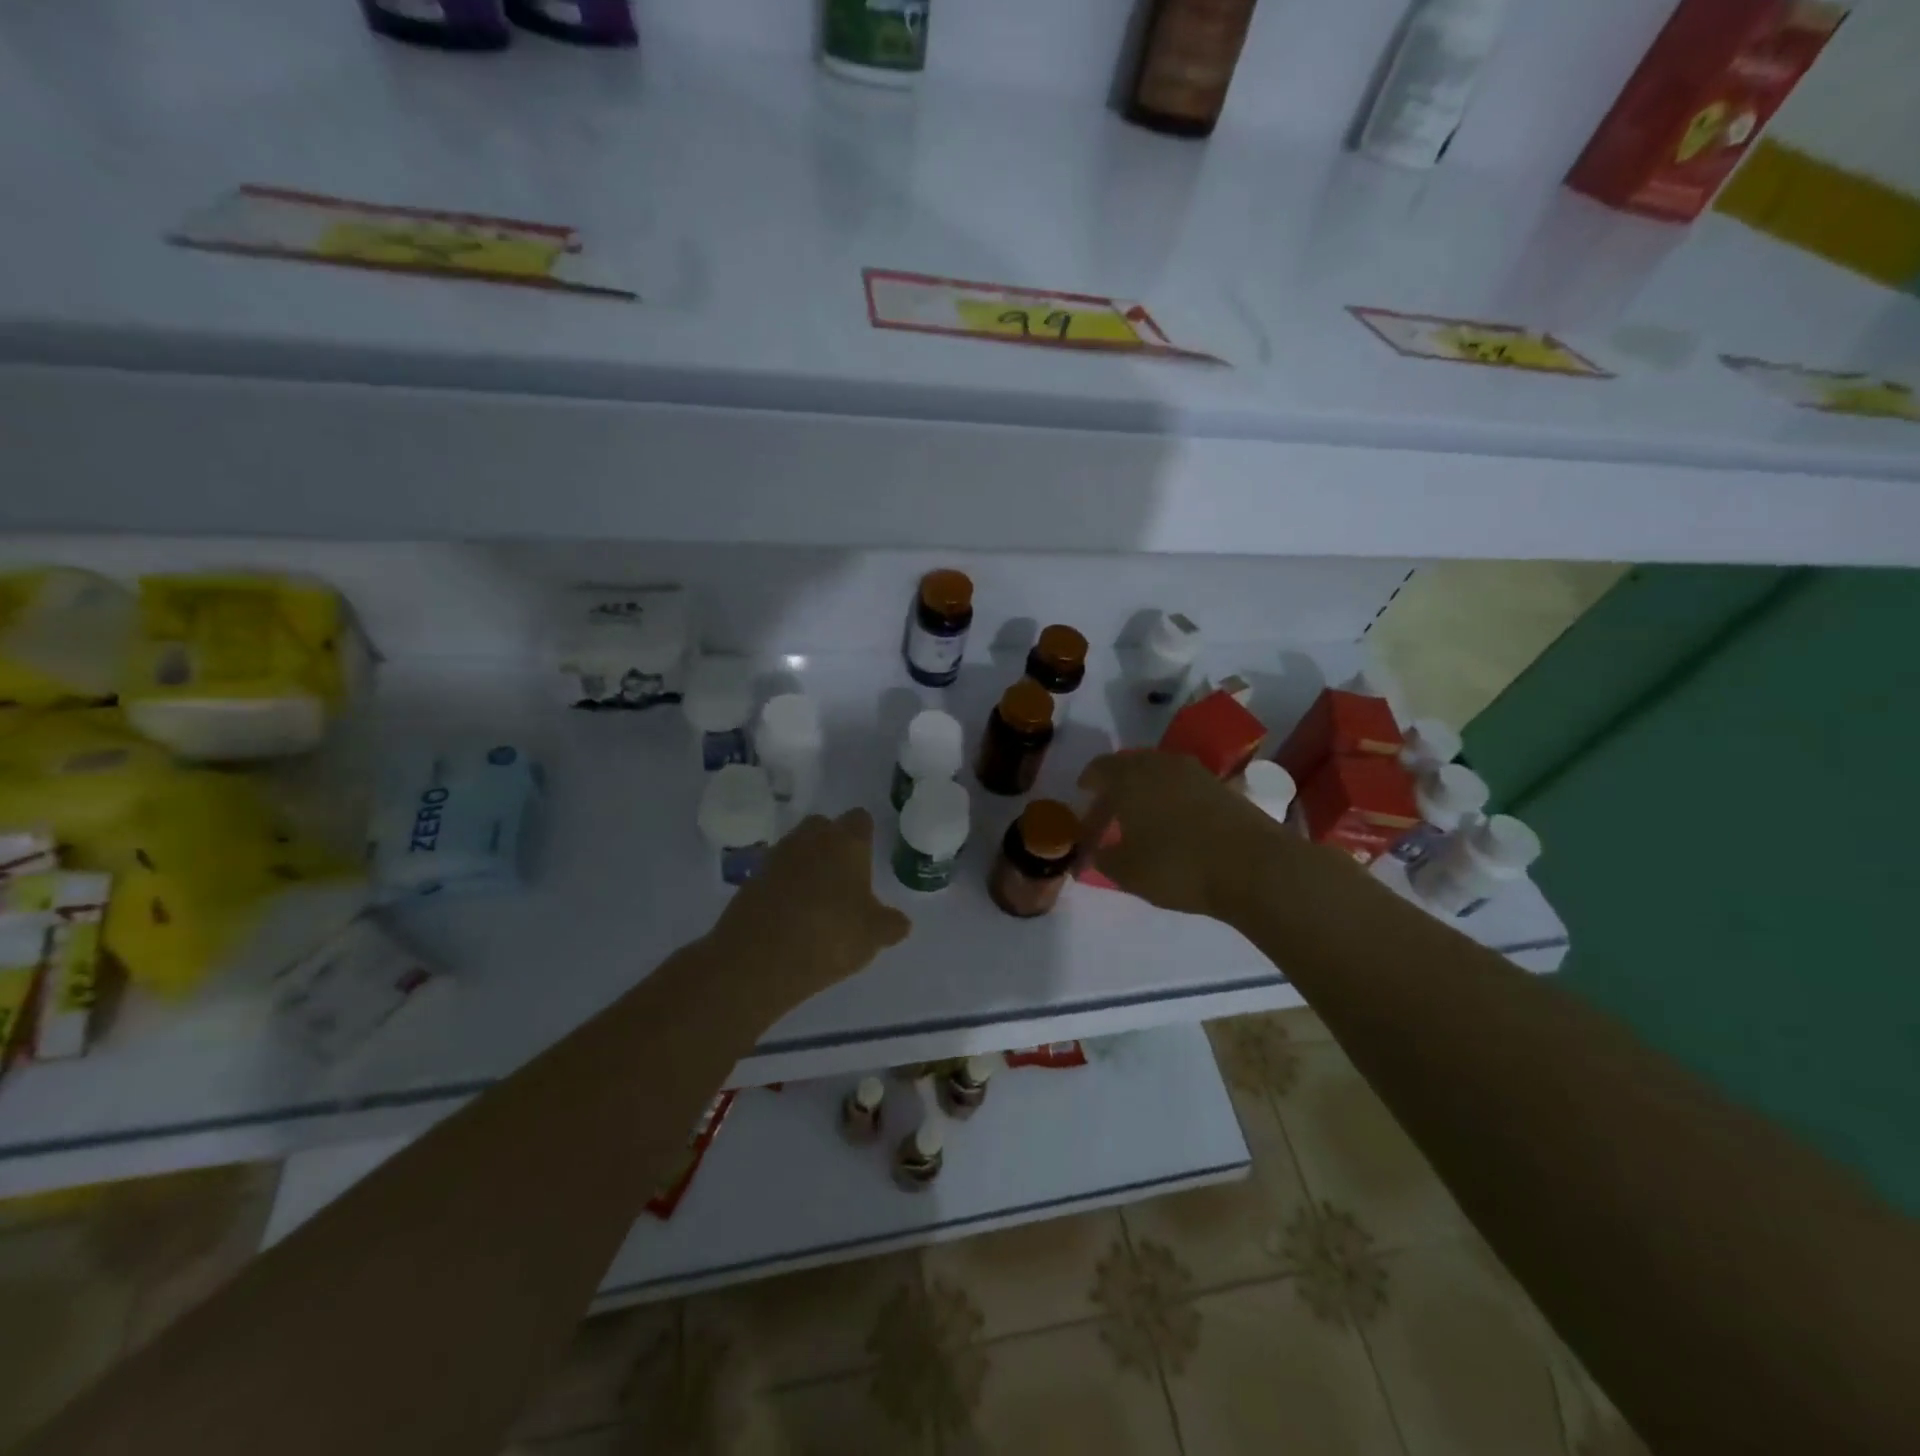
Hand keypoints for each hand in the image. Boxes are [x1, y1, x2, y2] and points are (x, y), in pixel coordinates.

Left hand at [713, 809, 912, 1011]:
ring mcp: (776, 856)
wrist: (757, 960)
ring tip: (817, 899)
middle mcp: (810, 839)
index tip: (868, 857)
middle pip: (824, 827)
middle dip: (833, 844)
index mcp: (846, 842)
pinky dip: (784, 885)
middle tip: (844, 876)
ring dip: (806, 864)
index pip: (860, 820)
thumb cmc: (829, 937)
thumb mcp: (873, 936)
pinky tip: (791, 914)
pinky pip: (775, 873)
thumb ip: (890, 924)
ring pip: (797, 848)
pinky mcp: (751, 879)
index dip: (865, 836)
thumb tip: (900, 922)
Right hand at [1078, 751, 1290, 920]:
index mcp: (1129, 777)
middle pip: (1129, 766)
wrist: (1253, 866)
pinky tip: (1173, 823)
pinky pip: (1184, 785)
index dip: (1088, 782)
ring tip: (1141, 819)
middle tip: (1109, 811)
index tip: (1083, 796)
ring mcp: (1195, 772)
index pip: (1099, 768)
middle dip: (1116, 786)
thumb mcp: (1127, 871)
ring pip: (1159, 774)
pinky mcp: (1222, 786)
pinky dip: (1171, 798)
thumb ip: (1102, 858)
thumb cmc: (1177, 866)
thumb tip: (1093, 852)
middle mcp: (1160, 764)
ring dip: (1146, 791)